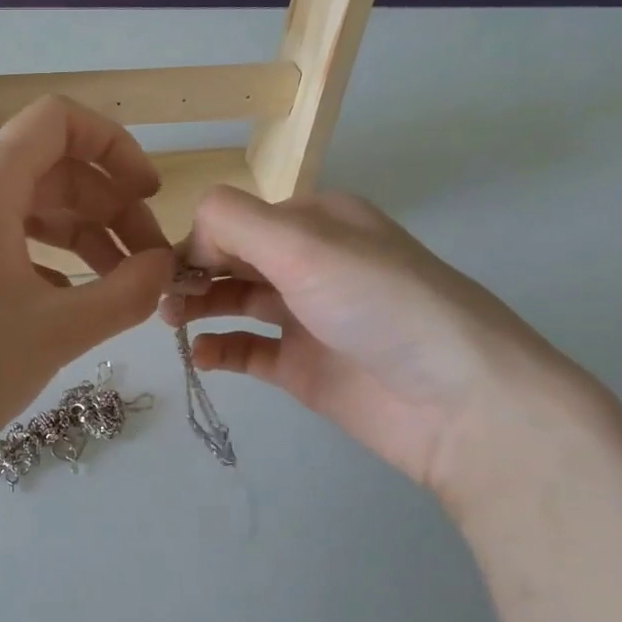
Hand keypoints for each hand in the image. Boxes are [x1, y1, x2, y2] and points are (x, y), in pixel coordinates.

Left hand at [0, 98, 177, 464]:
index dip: (114, 146)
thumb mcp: (59, 331)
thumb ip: (127, 292)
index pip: (58, 120)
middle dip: (108, 206)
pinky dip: (45, 258)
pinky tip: (70, 302)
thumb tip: (165, 267)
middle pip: (50, 169)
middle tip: (146, 262)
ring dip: (81, 235)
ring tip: (119, 284)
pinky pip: (1, 240)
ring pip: (27, 208)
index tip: (148, 194)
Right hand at [167, 187, 590, 507]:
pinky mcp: (306, 368)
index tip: (170, 268)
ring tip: (170, 323)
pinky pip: (250, 351)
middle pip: (234, 258)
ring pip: (237, 301)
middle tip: (162, 300)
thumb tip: (188, 236)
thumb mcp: (305, 245)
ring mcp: (309, 317)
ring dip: (200, 306)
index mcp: (318, 222)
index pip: (238, 218)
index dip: (201, 239)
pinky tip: (201, 356)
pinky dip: (221, 349)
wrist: (459, 403)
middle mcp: (312, 263)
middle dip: (193, 272)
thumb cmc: (380, 305)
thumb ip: (235, 223)